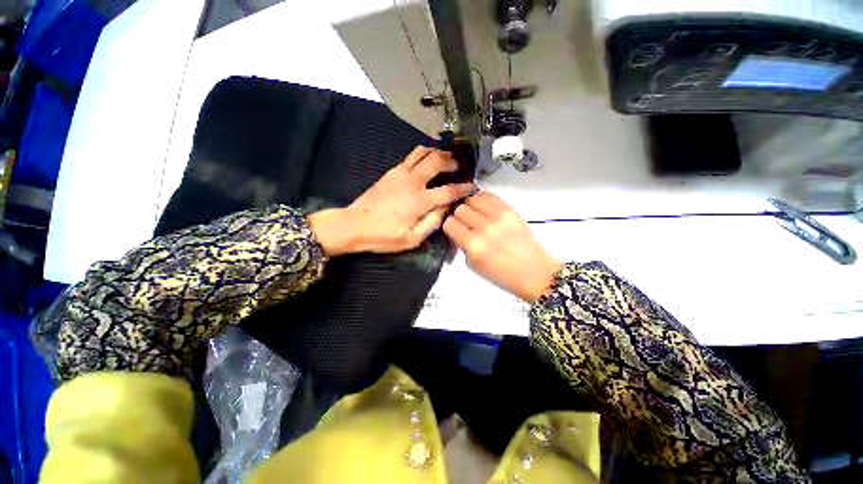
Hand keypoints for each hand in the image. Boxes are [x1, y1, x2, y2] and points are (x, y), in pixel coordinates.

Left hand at [308, 146, 473, 255]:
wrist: (354, 225)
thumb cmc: (383, 236)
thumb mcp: (411, 239)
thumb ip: (432, 223)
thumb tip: (446, 209)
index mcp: (419, 201)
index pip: (448, 191)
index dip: (463, 188)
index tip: (471, 187)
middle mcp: (412, 182)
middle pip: (437, 161)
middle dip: (451, 162)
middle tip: (458, 168)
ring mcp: (400, 173)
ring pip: (423, 152)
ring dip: (437, 153)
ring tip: (445, 160)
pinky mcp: (391, 171)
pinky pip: (411, 156)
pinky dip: (423, 154)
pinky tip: (427, 162)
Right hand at [443, 192, 561, 302]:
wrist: (533, 272)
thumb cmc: (501, 275)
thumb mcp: (473, 265)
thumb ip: (461, 245)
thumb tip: (455, 229)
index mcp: (473, 245)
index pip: (450, 224)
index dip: (450, 226)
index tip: (455, 230)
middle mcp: (484, 228)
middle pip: (460, 209)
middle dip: (459, 216)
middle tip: (466, 223)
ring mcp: (498, 216)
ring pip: (472, 199)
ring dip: (470, 206)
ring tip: (476, 214)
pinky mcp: (510, 209)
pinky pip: (488, 195)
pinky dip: (483, 200)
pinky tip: (485, 209)